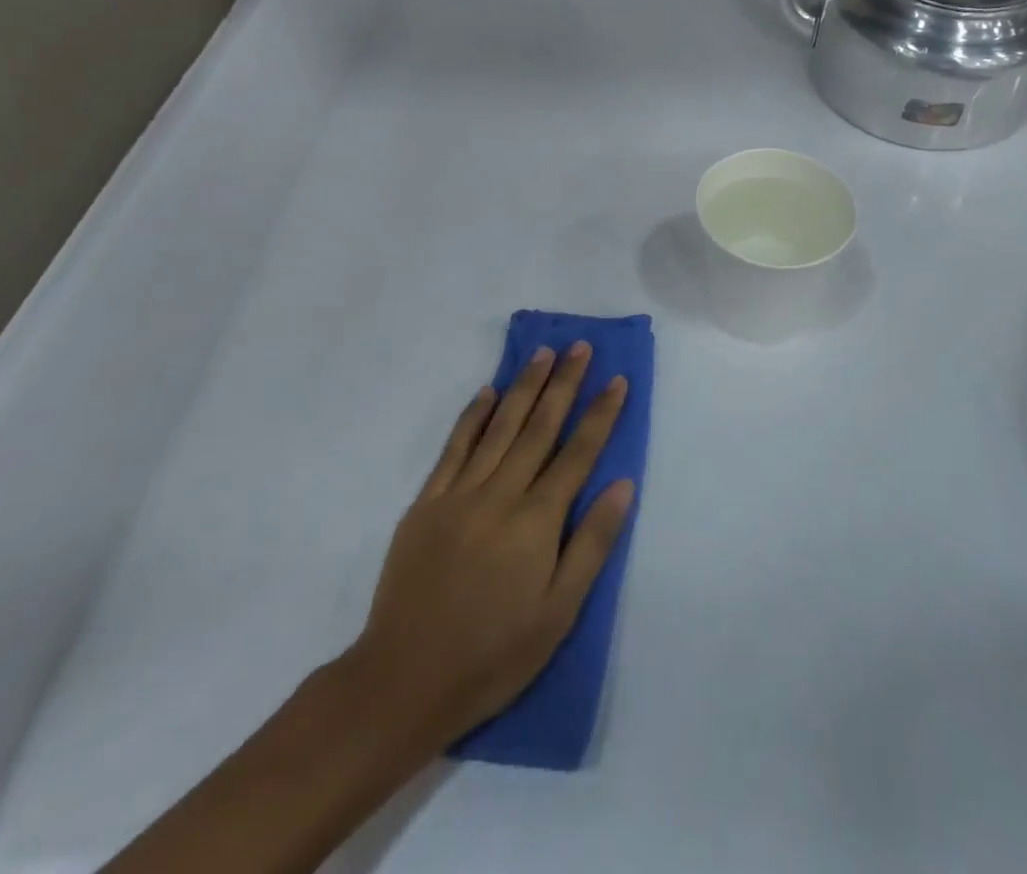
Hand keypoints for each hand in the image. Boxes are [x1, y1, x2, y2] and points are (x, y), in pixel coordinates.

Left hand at [349, 343, 634, 754]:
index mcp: (537, 521)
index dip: (600, 414)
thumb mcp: (558, 613)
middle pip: (539, 427)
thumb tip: (622, 484)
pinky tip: (486, 392)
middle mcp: (500, 494)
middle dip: (563, 384)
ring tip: (543, 354)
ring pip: (499, 426)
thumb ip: (592, 544)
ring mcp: (459, 493)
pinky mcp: (427, 502)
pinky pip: (454, 447)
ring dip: (523, 386)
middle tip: (579, 346)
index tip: (617, 379)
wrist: (404, 680)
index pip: (578, 454)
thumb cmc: (493, 655)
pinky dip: (472, 416)